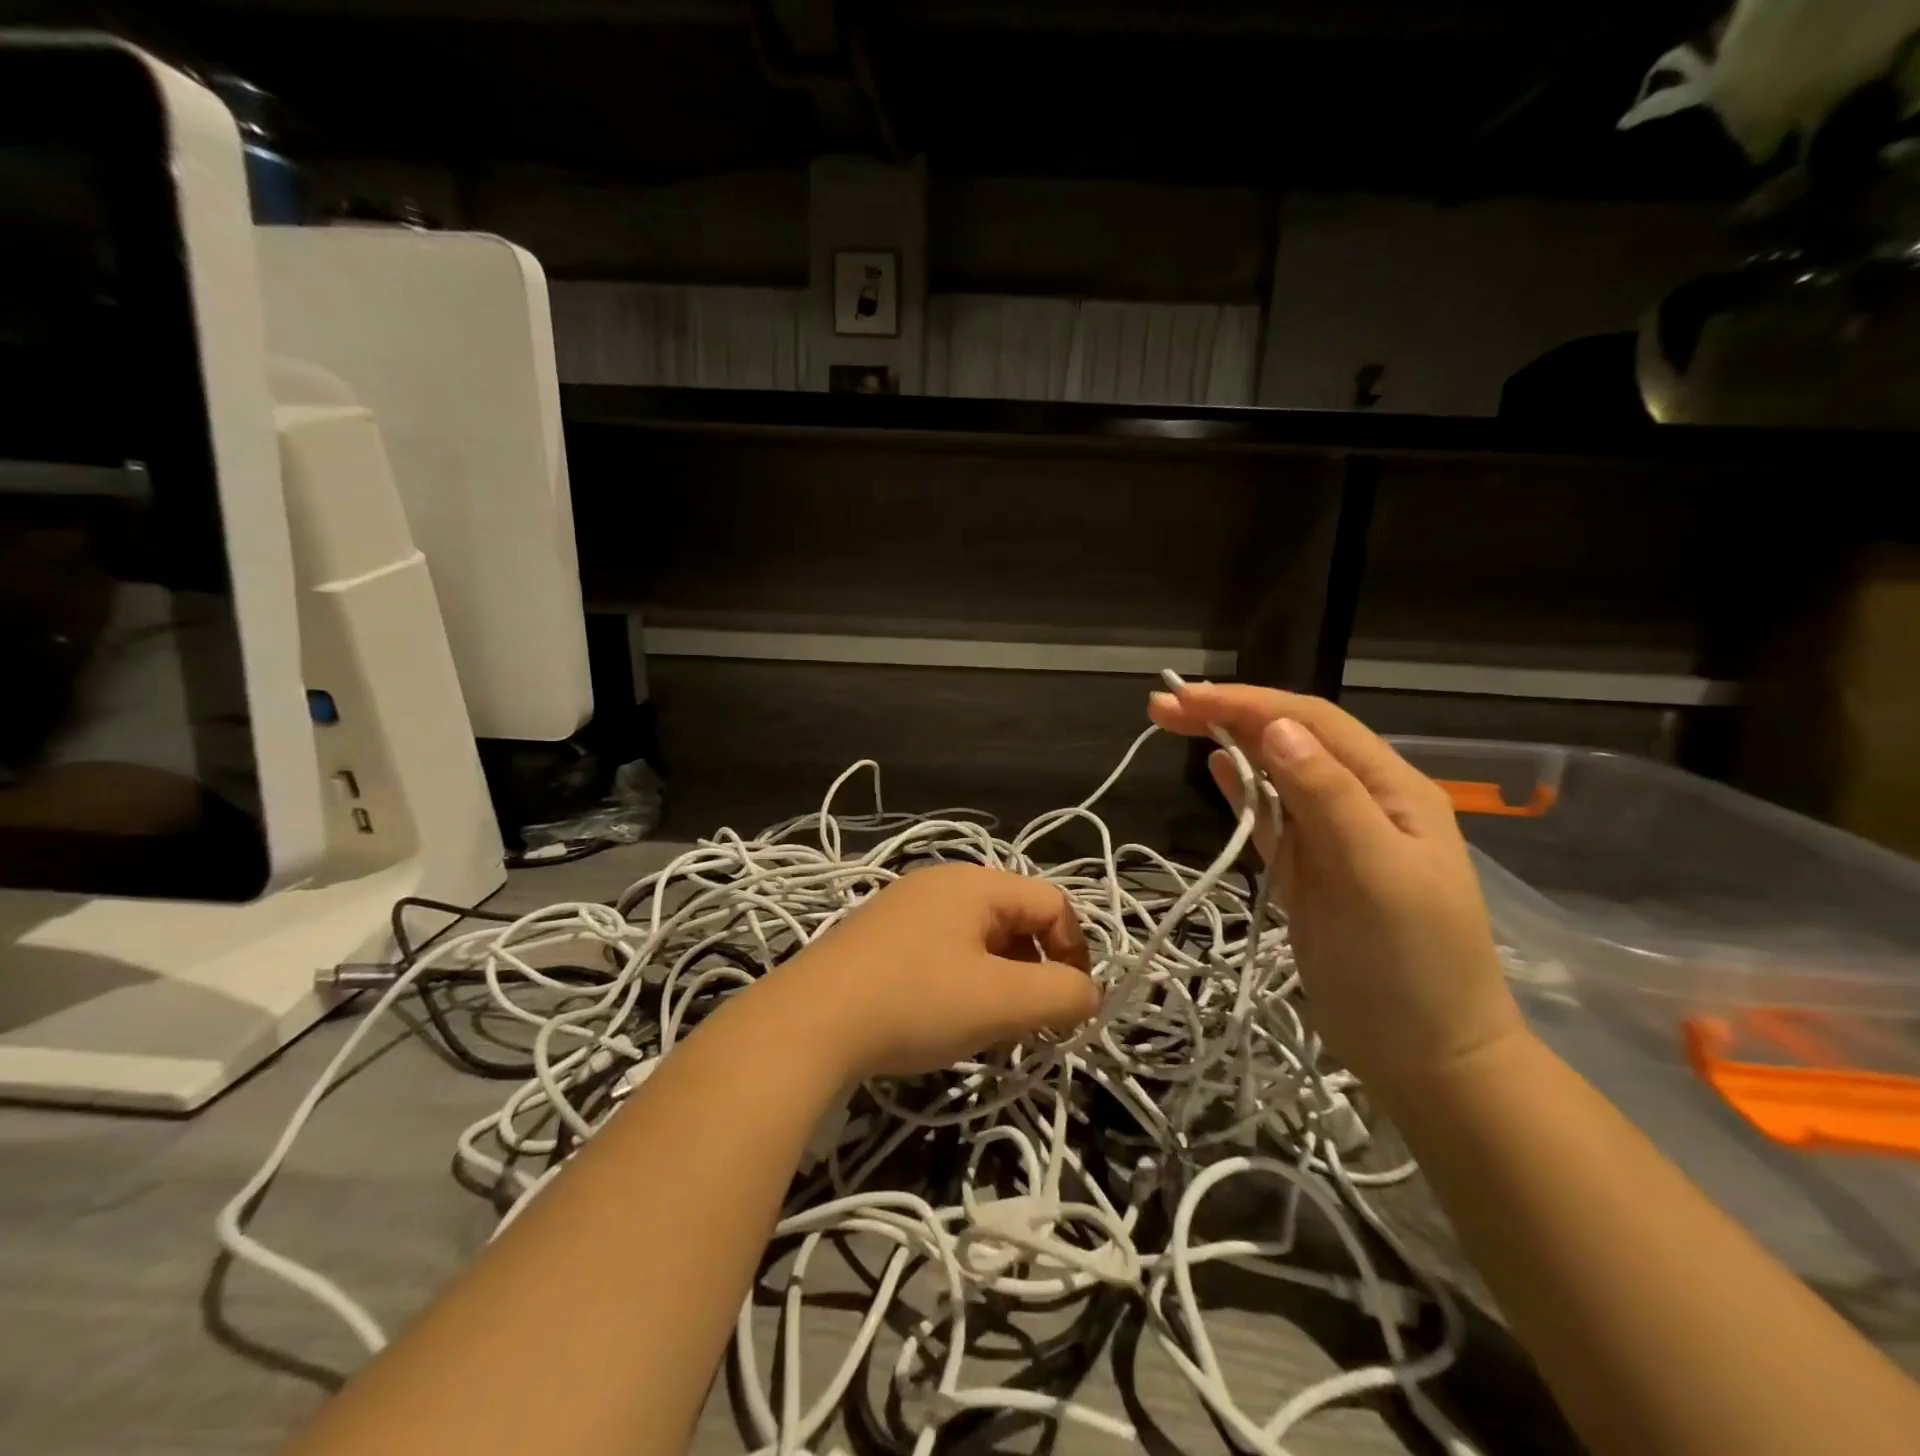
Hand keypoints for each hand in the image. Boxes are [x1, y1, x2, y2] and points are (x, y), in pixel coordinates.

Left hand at [767, 863, 1098, 1080]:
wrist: (808, 1022)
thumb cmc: (915, 1001)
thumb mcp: (1001, 1002)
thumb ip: (1060, 994)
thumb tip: (1086, 994)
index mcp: (974, 883)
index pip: (1052, 903)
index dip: (1074, 952)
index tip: (1070, 1008)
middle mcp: (940, 883)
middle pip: (1014, 918)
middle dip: (1035, 970)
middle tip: (1030, 1022)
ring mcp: (904, 907)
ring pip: (978, 938)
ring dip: (999, 980)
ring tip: (988, 1027)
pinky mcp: (878, 936)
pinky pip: (941, 950)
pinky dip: (961, 982)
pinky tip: (942, 1019)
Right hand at [1148, 681, 1526, 1096]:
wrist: (1426, 1057)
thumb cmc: (1411, 966)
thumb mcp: (1378, 875)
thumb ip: (1328, 797)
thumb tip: (1276, 728)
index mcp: (1390, 789)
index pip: (1313, 723)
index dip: (1249, 703)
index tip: (1186, 697)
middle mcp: (1361, 801)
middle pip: (1288, 740)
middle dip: (1228, 715)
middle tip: (1161, 707)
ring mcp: (1331, 838)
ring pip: (1274, 774)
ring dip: (1227, 744)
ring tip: (1175, 723)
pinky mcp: (1306, 871)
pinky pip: (1270, 816)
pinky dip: (1240, 789)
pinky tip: (1215, 769)